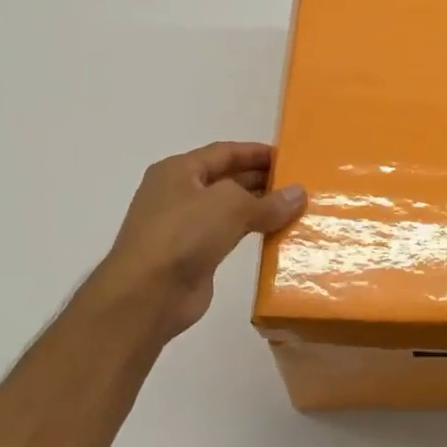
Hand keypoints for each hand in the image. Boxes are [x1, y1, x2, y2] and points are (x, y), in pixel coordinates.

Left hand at [92, 141, 305, 342]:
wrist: (147, 294)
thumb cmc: (184, 234)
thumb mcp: (231, 206)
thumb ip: (268, 201)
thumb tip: (299, 194)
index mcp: (179, 171)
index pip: (224, 152)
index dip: (257, 152)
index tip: (289, 158)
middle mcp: (179, 194)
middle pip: (226, 179)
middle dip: (261, 180)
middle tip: (297, 185)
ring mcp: (184, 227)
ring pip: (229, 209)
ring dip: (259, 208)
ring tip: (294, 209)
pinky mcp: (193, 255)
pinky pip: (229, 236)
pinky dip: (251, 233)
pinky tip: (276, 236)